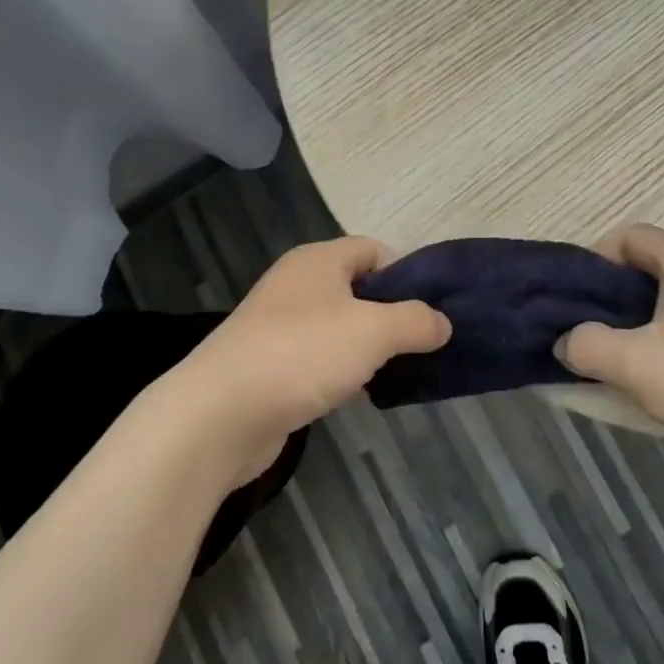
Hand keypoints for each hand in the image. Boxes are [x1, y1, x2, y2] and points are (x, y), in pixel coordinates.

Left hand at [163, 237, 450, 486]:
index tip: (434, 307)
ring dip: (370, 346)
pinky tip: (362, 393)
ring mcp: (280, 326)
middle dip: (393, 313)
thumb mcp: (373, 330)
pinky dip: (343, 371)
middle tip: (425, 342)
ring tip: (403, 370)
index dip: (407, 272)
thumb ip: (416, 321)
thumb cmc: (302, 354)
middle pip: (358, 288)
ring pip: (340, 326)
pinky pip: (320, 358)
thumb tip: (443, 322)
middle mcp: (297, 285)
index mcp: (318, 261)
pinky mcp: (271, 365)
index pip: (373, 249)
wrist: (220, 414)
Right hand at [556, 225, 663, 483]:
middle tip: (601, 331)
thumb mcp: (633, 366)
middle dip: (621, 293)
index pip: (630, 236)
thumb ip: (585, 345)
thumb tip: (567, 341)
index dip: (596, 262)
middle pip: (658, 262)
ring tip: (637, 355)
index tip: (581, 303)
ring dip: (653, 315)